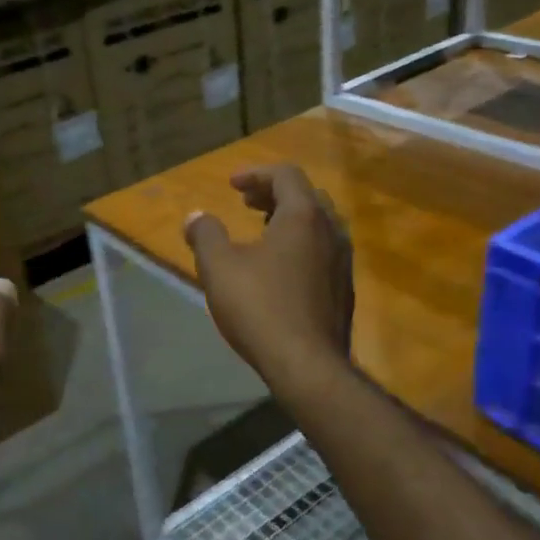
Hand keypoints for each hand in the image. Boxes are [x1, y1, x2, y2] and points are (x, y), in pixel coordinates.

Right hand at [184, 165, 352, 389]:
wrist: (307, 365)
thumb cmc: (260, 308)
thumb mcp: (219, 268)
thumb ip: (205, 235)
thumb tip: (196, 217)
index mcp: (304, 216)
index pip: (286, 175)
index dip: (256, 174)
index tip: (232, 186)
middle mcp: (331, 231)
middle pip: (306, 196)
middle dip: (274, 194)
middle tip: (247, 204)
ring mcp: (342, 261)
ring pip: (318, 225)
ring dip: (289, 220)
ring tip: (262, 232)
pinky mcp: (344, 289)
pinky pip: (323, 251)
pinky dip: (301, 244)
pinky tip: (280, 269)